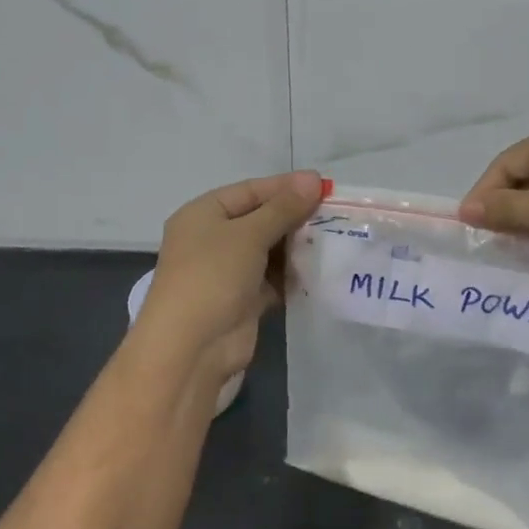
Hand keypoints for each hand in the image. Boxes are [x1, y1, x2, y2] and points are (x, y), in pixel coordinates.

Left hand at [133, 170, 324, 397]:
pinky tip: (322, 269)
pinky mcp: (244, 300)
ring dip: (297, 246)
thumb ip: (283, 208)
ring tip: (336, 239)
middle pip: (261, 219)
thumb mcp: (248, 234)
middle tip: (336, 214)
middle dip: (296, 217)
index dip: (286, 186)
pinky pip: (273, 278)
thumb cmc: (213, 277)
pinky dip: (293, 274)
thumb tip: (313, 179)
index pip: (250, 191)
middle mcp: (213, 239)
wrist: (192, 350)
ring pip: (269, 250)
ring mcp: (228, 272)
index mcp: (203, 214)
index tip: (324, 185)